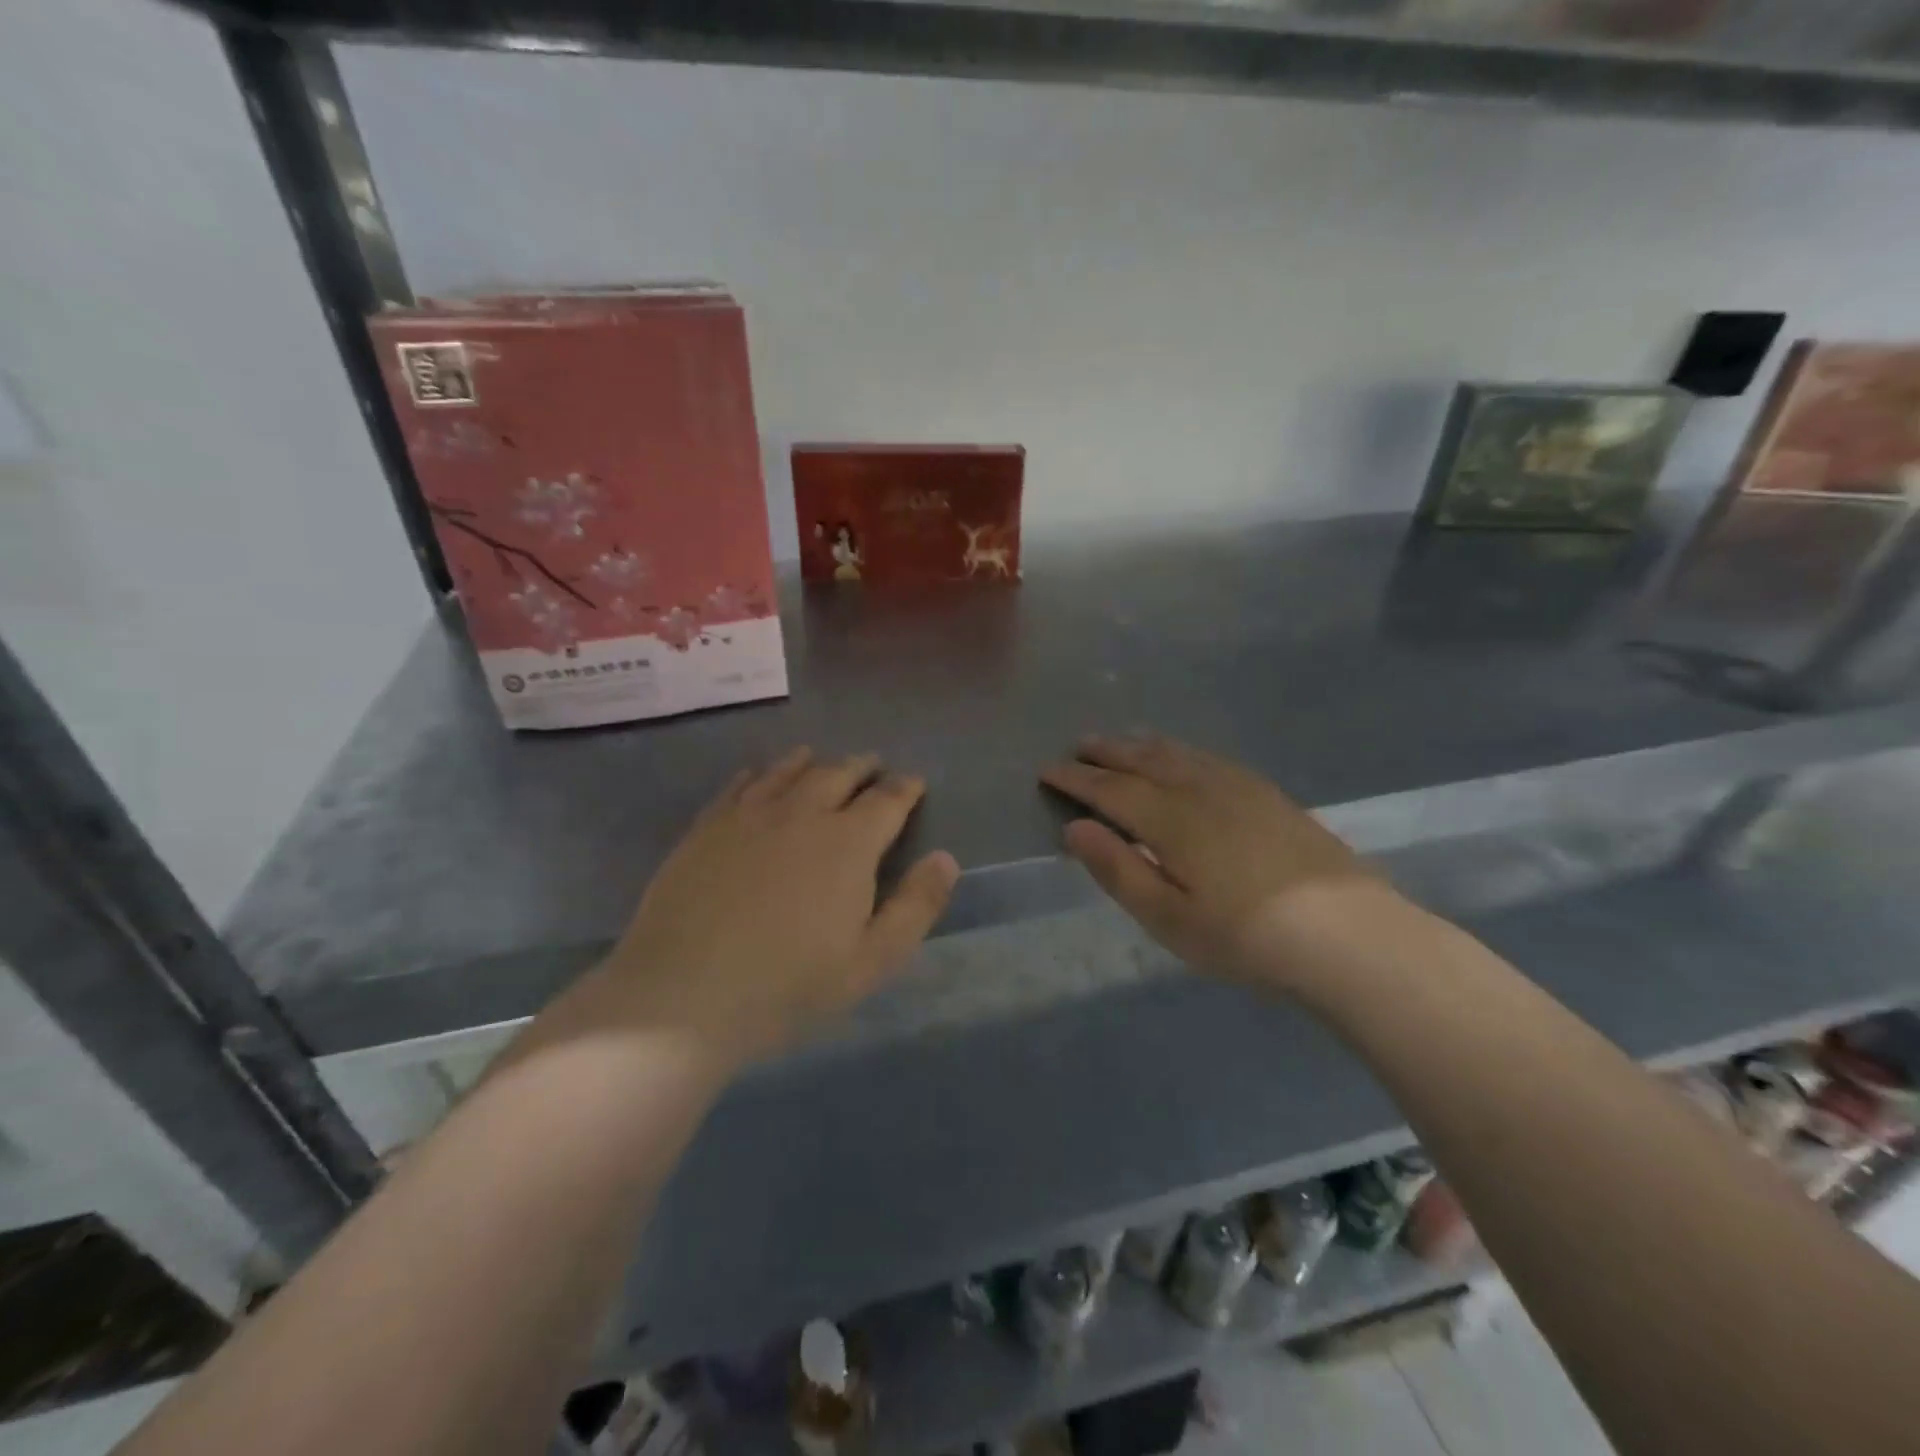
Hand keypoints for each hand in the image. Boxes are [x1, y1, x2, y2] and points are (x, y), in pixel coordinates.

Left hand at [592, 748, 958, 1064]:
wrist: (683, 994)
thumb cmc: (788, 985)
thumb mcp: (870, 960)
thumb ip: (915, 907)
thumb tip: (946, 858)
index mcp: (848, 843)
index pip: (887, 800)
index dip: (905, 788)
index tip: (914, 783)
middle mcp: (802, 813)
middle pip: (839, 773)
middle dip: (863, 766)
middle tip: (874, 766)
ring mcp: (749, 814)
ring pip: (789, 770)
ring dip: (814, 761)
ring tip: (822, 759)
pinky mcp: (708, 825)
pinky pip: (740, 784)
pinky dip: (761, 773)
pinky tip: (761, 775)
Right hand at [1041, 734, 1385, 987]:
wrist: (1348, 934)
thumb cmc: (1245, 937)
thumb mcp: (1168, 918)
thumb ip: (1118, 870)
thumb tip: (1074, 828)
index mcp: (1170, 819)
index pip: (1110, 789)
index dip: (1076, 779)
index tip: (1048, 770)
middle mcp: (1200, 790)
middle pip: (1143, 761)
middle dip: (1106, 752)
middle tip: (1078, 746)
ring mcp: (1239, 788)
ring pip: (1178, 754)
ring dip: (1142, 745)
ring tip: (1121, 741)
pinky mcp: (1268, 795)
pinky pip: (1210, 758)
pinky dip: (1182, 750)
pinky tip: (1184, 757)